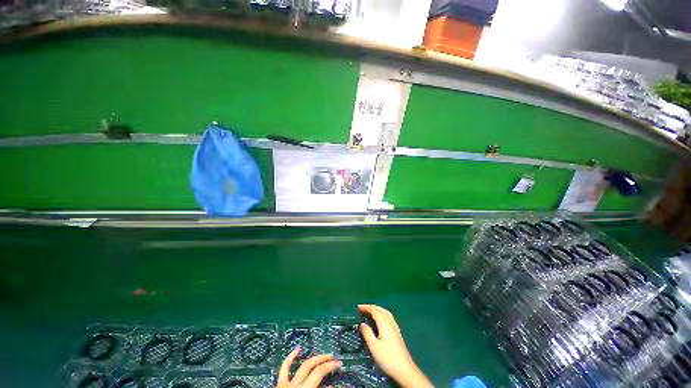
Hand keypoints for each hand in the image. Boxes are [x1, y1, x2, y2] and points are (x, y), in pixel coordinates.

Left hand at [276, 347, 341, 387]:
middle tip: (336, 361)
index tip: (342, 375)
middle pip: (315, 369)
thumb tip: (332, 387)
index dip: (332, 376)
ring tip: (325, 355)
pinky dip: (291, 357)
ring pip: (304, 365)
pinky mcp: (279, 384)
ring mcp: (287, 384)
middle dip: (327, 364)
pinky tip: (298, 349)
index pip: (321, 379)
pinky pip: (284, 368)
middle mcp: (296, 386)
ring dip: (316, 358)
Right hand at [359, 304, 432, 387]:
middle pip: (380, 310)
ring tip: (370, 312)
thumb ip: (367, 333)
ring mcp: (395, 327)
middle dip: (371, 307)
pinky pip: (388, 317)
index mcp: (384, 323)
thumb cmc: (387, 358)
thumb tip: (362, 323)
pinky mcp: (397, 333)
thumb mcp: (373, 346)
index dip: (366, 307)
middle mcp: (390, 322)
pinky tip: (380, 320)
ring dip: (377, 310)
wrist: (405, 370)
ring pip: (385, 312)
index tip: (358, 307)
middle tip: (362, 309)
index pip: (374, 310)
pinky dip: (382, 314)